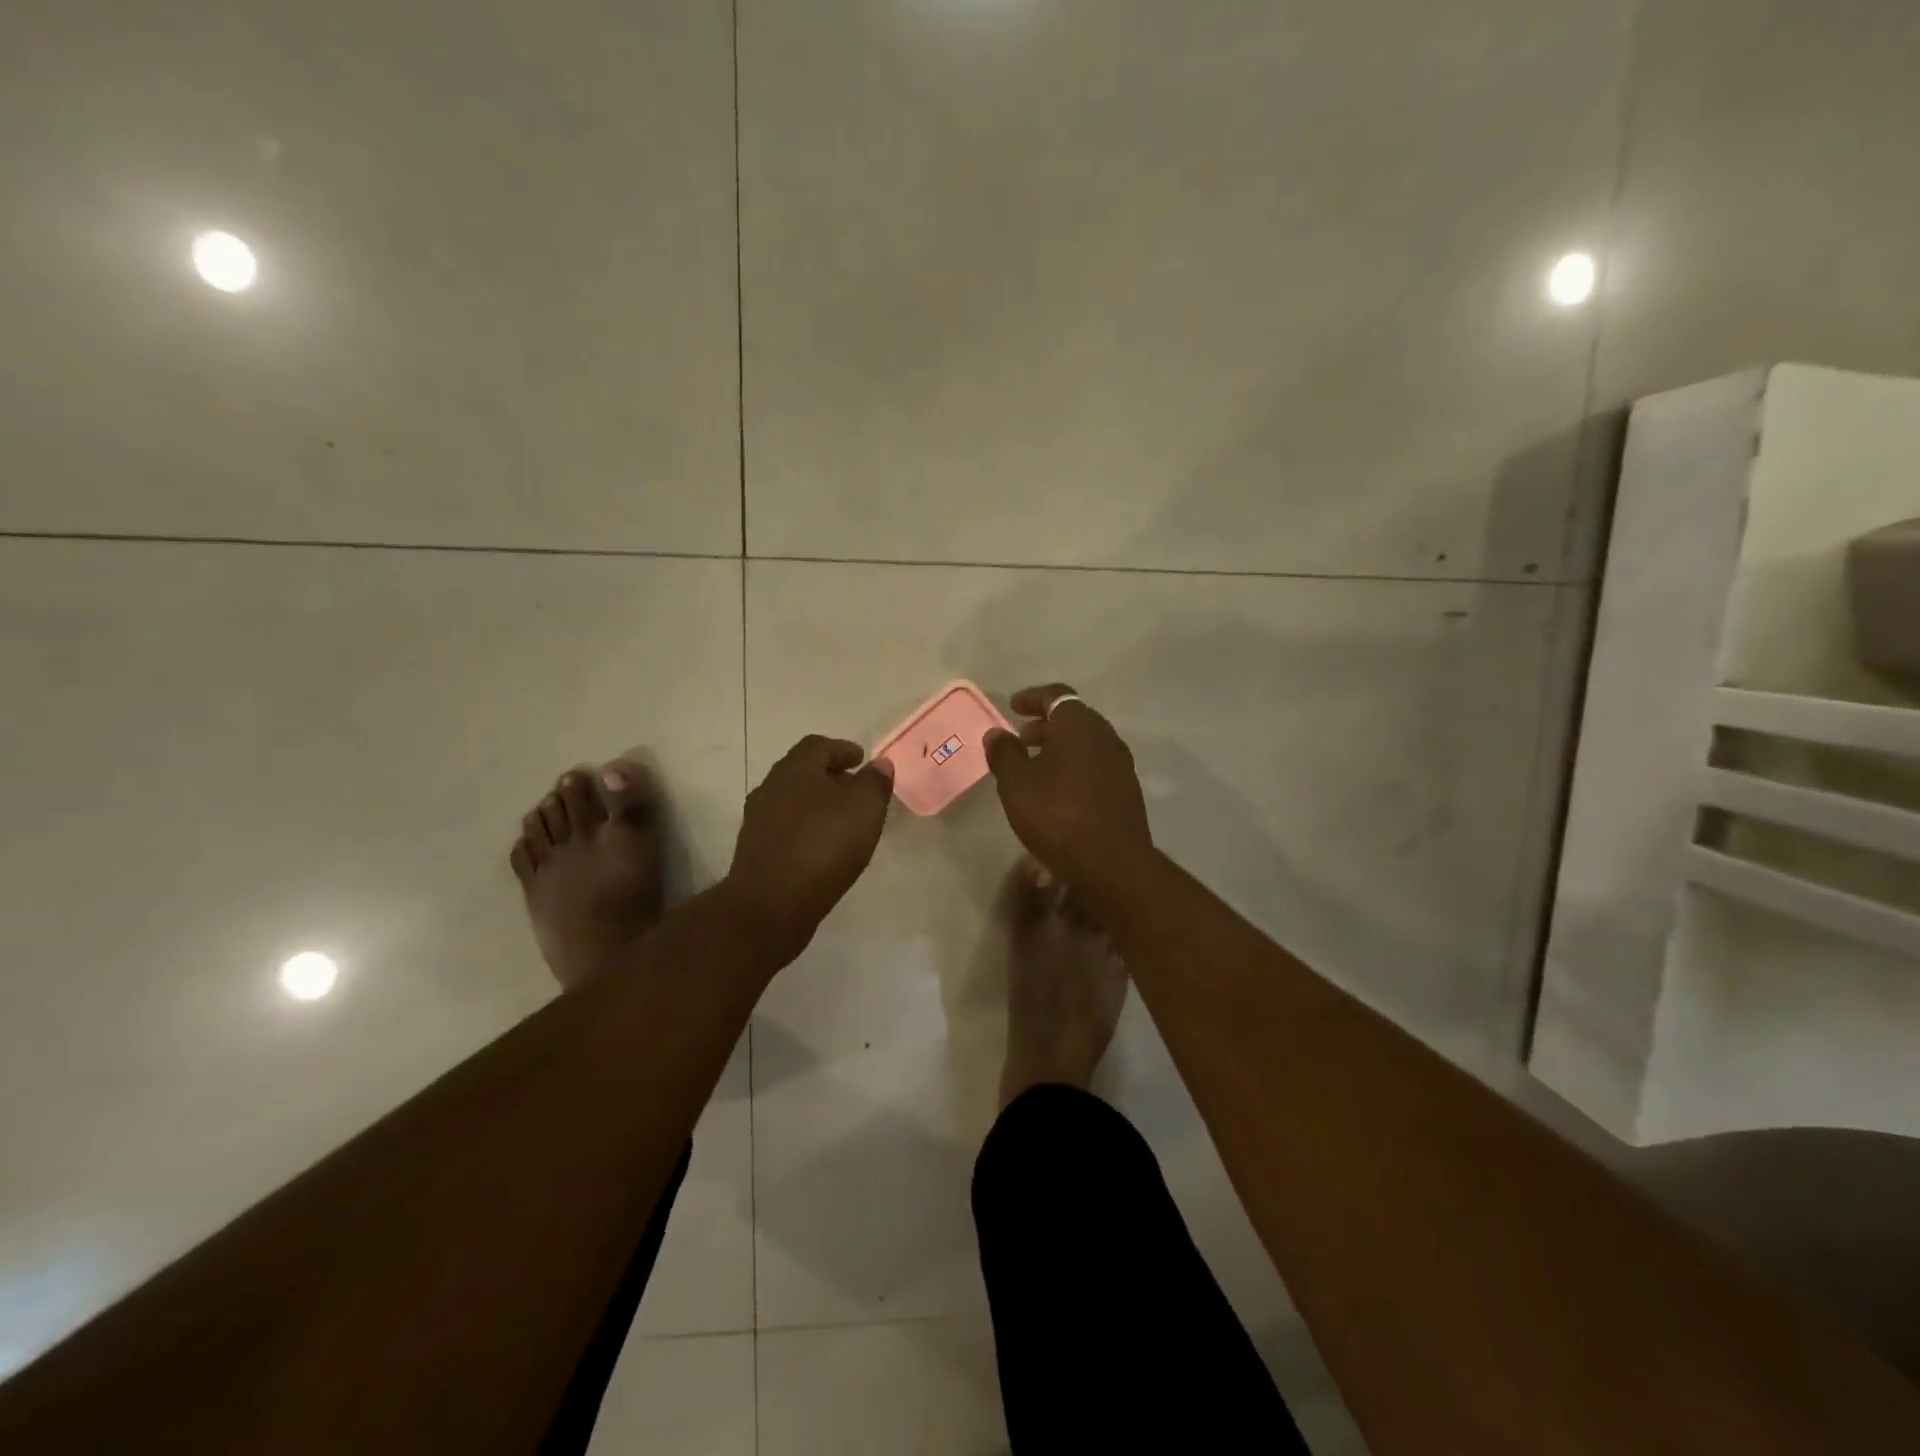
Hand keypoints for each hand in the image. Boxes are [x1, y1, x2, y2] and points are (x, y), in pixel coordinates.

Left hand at [726, 735, 894, 961]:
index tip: (860, 760)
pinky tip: (821, 846)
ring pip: (791, 799)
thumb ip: (875, 783)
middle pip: (802, 771)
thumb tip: (879, 764)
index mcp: (796, 769)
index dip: (842, 749)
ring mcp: (758, 818)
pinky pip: (784, 826)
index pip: (818, 746)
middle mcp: (771, 786)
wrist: (771, 904)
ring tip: (841, 819)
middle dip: (829, 775)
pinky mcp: (755, 848)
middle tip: (854, 788)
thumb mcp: (864, 810)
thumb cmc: (823, 847)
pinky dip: (804, 827)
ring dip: (815, 803)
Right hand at [983, 684, 1156, 906]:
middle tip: (1020, 738)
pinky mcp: (1126, 791)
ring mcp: (1120, 765)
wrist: (1113, 865)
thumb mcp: (1016, 785)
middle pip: (1074, 719)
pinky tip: (1057, 792)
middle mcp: (1105, 738)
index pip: (1057, 695)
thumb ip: (1004, 754)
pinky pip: (1095, 766)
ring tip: (1034, 768)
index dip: (1033, 698)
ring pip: (1086, 744)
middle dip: (1045, 725)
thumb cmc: (1057, 816)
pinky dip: (1074, 767)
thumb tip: (997, 733)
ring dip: (1059, 748)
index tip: (1013, 706)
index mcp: (1079, 726)